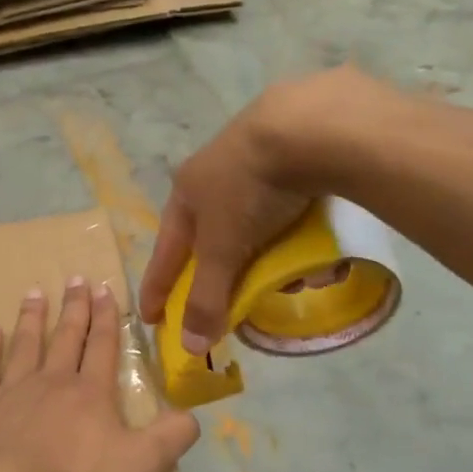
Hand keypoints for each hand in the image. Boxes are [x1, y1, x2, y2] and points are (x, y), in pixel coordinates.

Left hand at [0, 280, 199, 471]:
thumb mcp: (139, 466)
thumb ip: (170, 438)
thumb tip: (194, 415)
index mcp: (91, 393)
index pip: (103, 346)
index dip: (107, 318)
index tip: (105, 288)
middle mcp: (52, 381)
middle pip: (66, 337)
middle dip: (75, 308)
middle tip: (76, 278)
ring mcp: (13, 390)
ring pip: (25, 344)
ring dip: (32, 318)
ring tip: (35, 292)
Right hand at [140, 71, 371, 348]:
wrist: (306, 125)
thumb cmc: (249, 189)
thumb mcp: (223, 249)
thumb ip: (207, 297)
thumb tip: (190, 346)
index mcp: (187, 192)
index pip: (166, 251)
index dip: (157, 286)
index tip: (150, 317)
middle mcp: (214, 172)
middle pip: (213, 235)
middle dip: (225, 270)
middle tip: (232, 295)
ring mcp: (255, 156)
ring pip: (255, 219)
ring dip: (270, 253)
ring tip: (295, 276)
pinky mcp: (294, 149)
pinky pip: (291, 203)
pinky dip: (299, 230)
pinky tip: (322, 247)